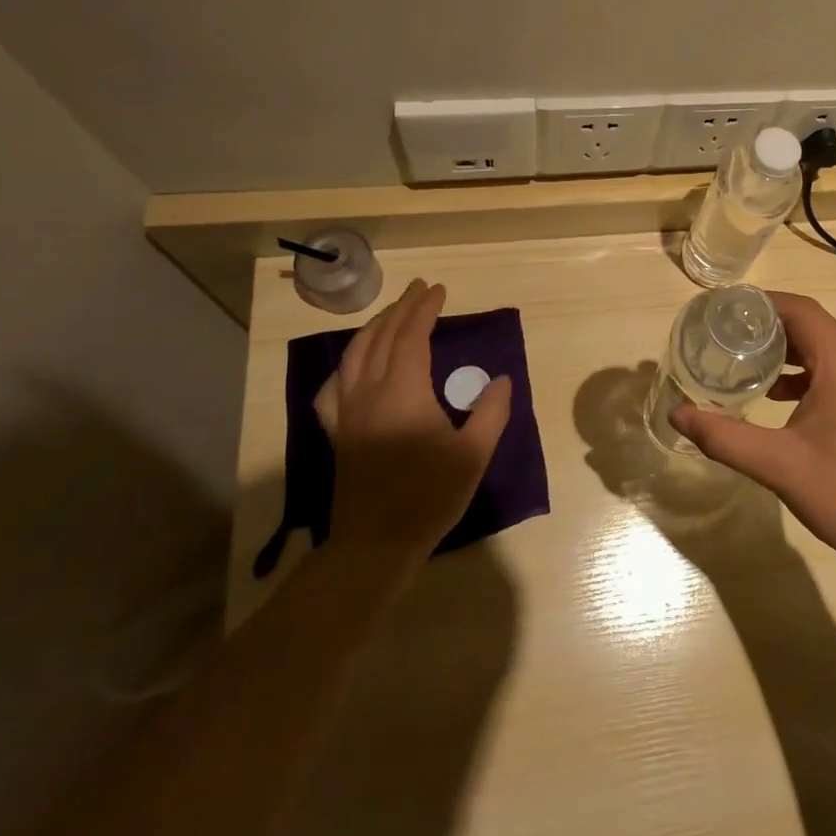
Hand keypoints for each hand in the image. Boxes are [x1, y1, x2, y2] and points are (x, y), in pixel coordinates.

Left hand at [314, 277, 512, 550]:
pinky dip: (346, 366)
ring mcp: (347, 413)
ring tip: (393, 314)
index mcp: (403, 392)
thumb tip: (501, 380)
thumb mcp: (473, 454)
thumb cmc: (429, 497)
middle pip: (381, 337)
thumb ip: (491, 411)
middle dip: (402, 308)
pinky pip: (334, 388)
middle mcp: (369, 393)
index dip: (425, 309)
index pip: (411, 336)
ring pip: (355, 355)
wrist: (375, 545)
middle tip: (421, 290)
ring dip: (374, 327)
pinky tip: (354, 367)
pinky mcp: (338, 432)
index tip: (440, 290)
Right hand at [670, 292, 835, 582]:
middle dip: (768, 329)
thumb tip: (676, 414)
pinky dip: (812, 372)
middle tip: (725, 339)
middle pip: (812, 325)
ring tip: (747, 365)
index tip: (722, 311)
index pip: (799, 309)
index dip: (759, 304)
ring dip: (790, 353)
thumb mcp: (778, 465)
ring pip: (828, 347)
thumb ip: (724, 436)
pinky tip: (783, 397)